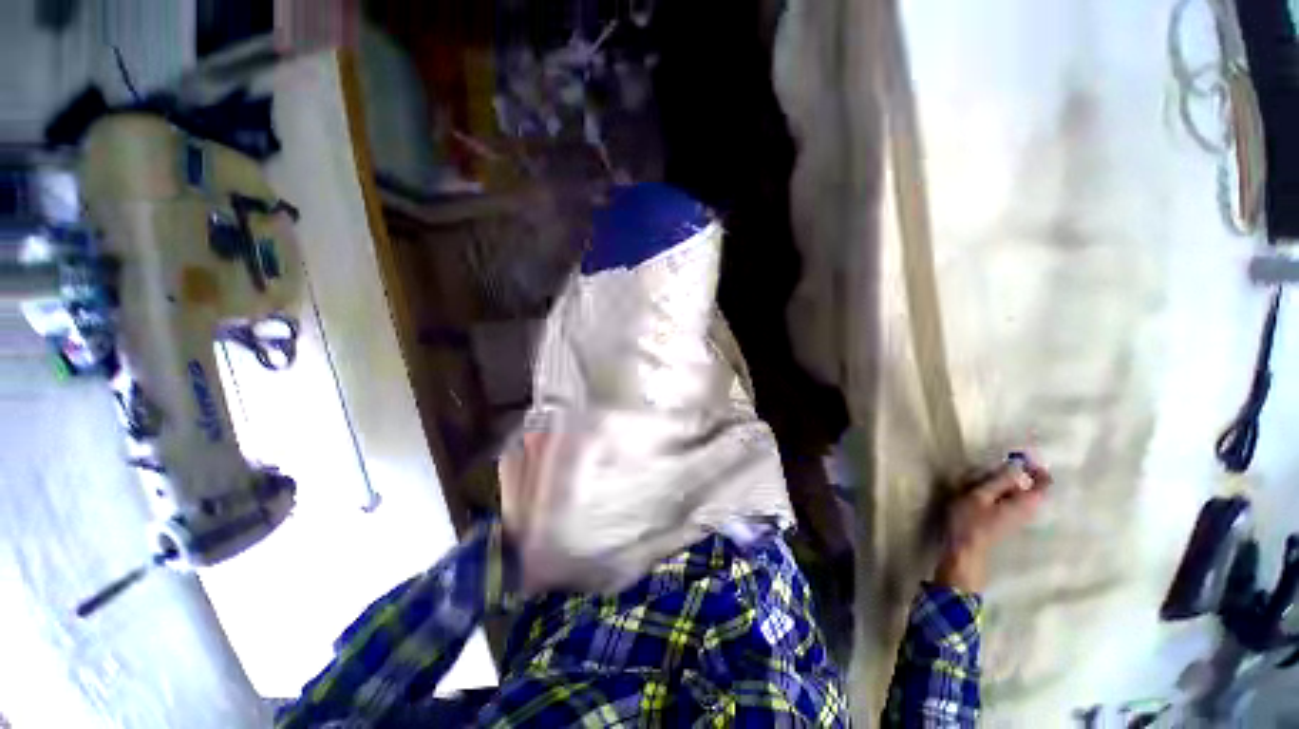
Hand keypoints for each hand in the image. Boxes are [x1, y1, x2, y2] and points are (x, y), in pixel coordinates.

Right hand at [934, 457, 1050, 593]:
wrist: (965, 549)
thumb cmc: (970, 520)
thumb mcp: (980, 495)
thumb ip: (1000, 480)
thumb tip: (1018, 464)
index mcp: (1026, 502)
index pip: (1044, 481)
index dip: (1035, 467)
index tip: (1018, 456)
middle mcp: (1029, 510)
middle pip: (1033, 486)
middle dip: (1018, 474)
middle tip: (996, 466)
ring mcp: (1020, 517)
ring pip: (1022, 493)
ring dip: (1008, 482)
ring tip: (984, 477)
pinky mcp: (1010, 520)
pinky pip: (1013, 500)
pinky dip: (1003, 491)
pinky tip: (984, 491)